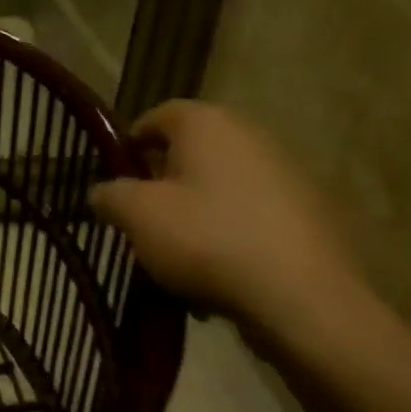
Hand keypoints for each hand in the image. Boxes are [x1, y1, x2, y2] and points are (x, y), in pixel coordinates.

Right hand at [90, 101, 370, 341]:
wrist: (300, 295)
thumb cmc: (206, 239)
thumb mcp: (137, 216)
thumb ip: (110, 195)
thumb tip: (102, 192)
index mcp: (207, 124)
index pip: (158, 115)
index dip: (131, 144)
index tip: (116, 179)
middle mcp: (250, 135)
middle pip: (192, 151)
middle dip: (163, 181)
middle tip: (142, 218)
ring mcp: (286, 173)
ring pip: (221, 185)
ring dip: (195, 210)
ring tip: (177, 254)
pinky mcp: (308, 212)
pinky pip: (251, 214)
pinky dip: (229, 233)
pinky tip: (218, 271)